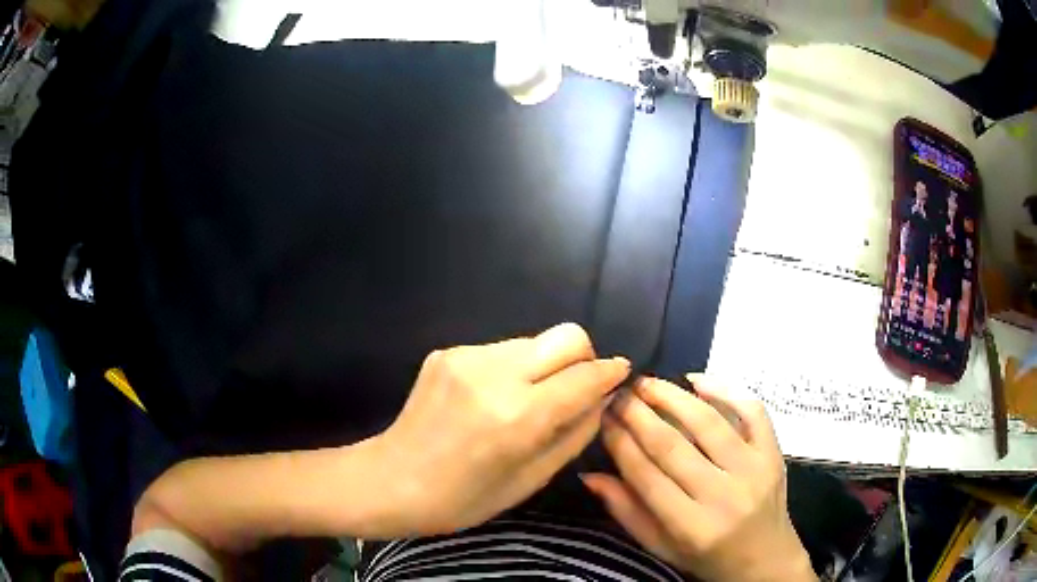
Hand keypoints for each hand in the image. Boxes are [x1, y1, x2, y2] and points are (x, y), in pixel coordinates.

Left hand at [372, 323, 629, 536]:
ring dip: (544, 366)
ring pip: (534, 341)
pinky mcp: (447, 351)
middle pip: (566, 336)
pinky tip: (492, 399)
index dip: (610, 373)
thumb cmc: (462, 499)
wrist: (390, 480)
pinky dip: (512, 370)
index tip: (620, 374)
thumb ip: (574, 434)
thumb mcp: (529, 480)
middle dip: (583, 358)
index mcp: (517, 417)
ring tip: (527, 400)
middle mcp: (494, 375)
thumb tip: (603, 398)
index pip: (584, 377)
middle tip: (575, 389)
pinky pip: (501, 350)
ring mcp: (466, 357)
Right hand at [582, 375, 814, 581]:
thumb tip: (589, 475)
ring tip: (647, 383)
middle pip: (673, 445)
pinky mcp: (773, 452)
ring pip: (709, 422)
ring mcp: (755, 469)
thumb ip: (627, 513)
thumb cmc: (708, 558)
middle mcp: (724, 496)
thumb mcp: (661, 547)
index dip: (619, 443)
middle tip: (618, 393)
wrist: (766, 559)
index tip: (602, 418)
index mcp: (692, 527)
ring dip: (673, 396)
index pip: (646, 476)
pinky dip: (726, 389)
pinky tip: (697, 380)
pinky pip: (752, 412)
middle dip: (638, 414)